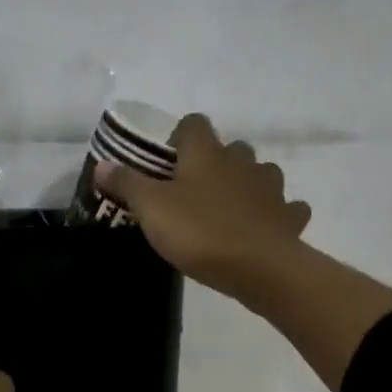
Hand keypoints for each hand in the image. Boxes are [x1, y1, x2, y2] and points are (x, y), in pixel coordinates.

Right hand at [95, 113, 312, 305]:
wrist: (259, 267)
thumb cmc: (198, 231)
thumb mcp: (150, 208)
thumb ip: (126, 183)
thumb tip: (102, 164)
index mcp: (205, 153)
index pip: (194, 124)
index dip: (180, 136)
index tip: (167, 159)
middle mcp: (241, 161)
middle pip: (230, 148)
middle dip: (215, 162)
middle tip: (193, 190)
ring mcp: (271, 188)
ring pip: (260, 174)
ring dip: (246, 185)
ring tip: (227, 209)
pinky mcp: (289, 217)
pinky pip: (285, 208)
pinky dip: (275, 214)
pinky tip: (261, 229)